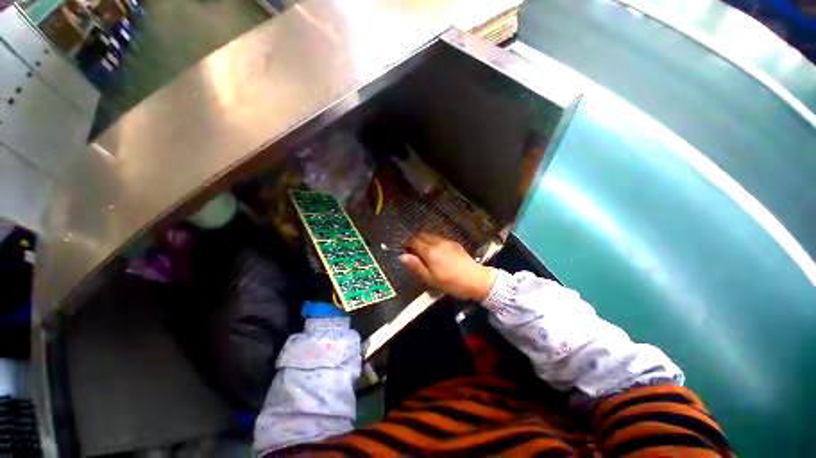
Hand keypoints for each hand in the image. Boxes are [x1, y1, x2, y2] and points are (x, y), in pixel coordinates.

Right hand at [400, 233, 496, 301]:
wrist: (475, 280)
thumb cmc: (451, 283)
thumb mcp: (430, 279)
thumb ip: (416, 266)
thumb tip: (402, 256)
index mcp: (429, 252)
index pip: (414, 241)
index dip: (407, 245)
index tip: (405, 251)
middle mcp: (437, 242)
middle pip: (421, 235)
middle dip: (415, 241)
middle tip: (414, 252)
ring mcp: (447, 241)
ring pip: (431, 236)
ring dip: (424, 241)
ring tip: (425, 253)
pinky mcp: (454, 243)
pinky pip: (439, 239)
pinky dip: (433, 242)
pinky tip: (437, 253)